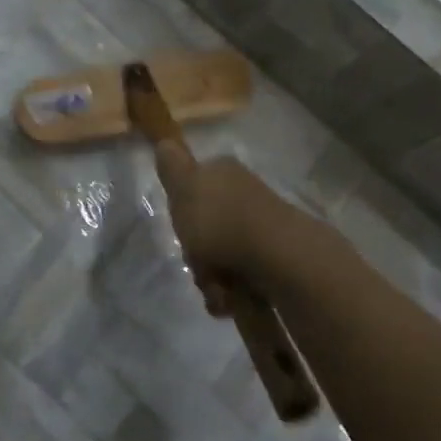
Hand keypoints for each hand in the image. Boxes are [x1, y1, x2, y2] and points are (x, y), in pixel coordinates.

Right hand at [152, 143, 307, 312]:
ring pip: (221, 257)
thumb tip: (164, 141)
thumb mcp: (184, 187)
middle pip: (206, 228)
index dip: (182, 211)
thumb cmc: (221, 220)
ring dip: (212, 279)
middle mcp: (243, 195)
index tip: (180, 227)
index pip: (193, 186)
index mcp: (223, 173)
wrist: (276, 255)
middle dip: (197, 254)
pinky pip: (241, 278)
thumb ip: (172, 166)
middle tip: (197, 262)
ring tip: (217, 288)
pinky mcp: (273, 258)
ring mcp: (261, 227)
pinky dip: (232, 292)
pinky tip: (231, 299)